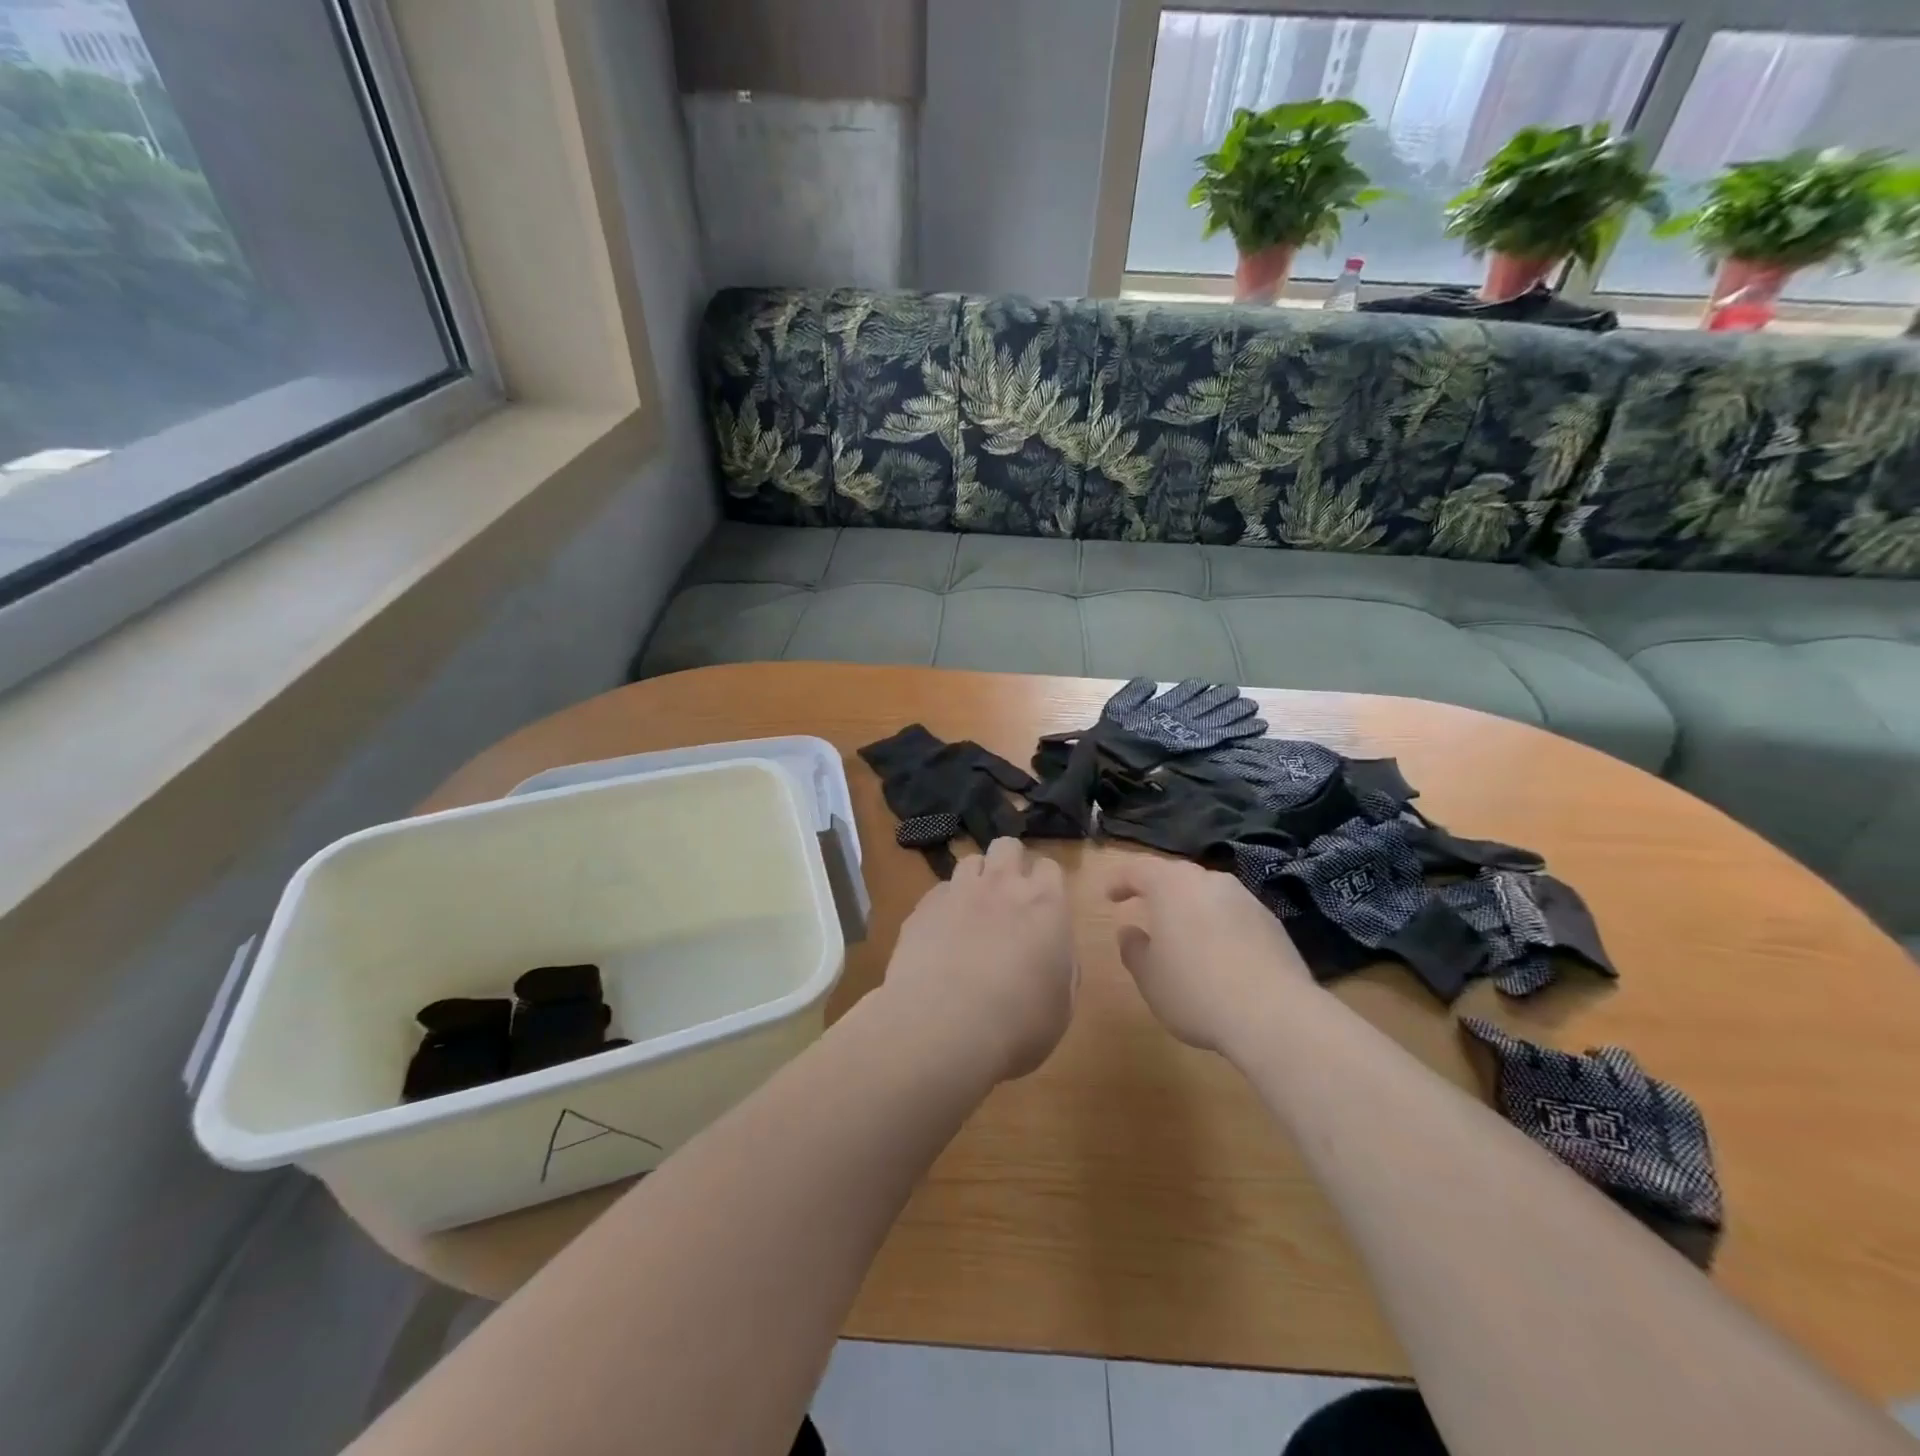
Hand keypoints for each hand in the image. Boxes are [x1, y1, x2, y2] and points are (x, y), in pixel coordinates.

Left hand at [881, 838, 1077, 1082]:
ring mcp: (958, 892)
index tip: (1042, 906)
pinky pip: (939, 891)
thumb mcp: (1060, 1005)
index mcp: (1045, 904)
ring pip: (970, 861)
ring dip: (976, 880)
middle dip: (1009, 863)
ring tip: (973, 912)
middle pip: (1007, 846)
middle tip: (1008, 898)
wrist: (942, 1027)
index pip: (1049, 866)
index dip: (1045, 883)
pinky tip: (942, 934)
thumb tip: (1052, 952)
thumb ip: (1062, 966)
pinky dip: (945, 905)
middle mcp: (1002, 886)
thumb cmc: (1017, 1024)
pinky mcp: (922, 907)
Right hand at [1105, 855, 1310, 1053]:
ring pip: (1208, 892)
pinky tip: (1218, 950)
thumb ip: (1134, 950)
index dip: (1120, 880)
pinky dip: (1218, 923)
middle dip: (1157, 888)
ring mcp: (1245, 899)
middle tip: (1144, 906)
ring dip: (1191, 905)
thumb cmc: (1196, 991)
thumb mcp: (1150, 978)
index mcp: (1171, 886)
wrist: (1275, 1015)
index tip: (1109, 896)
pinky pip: (1233, 913)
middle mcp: (1209, 881)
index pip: (1138, 870)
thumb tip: (1130, 932)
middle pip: (1176, 875)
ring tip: (1182, 930)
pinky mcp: (1271, 922)